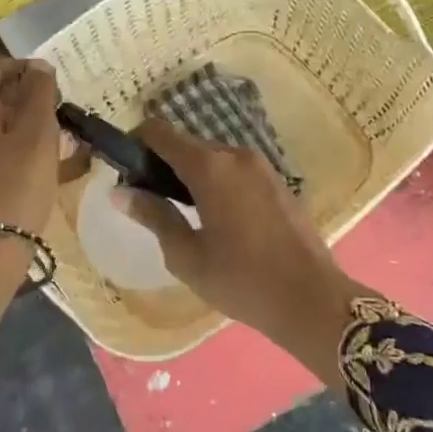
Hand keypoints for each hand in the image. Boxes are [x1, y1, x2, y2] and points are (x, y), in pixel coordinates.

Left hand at [0, 57, 59, 342]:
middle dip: (21, 99)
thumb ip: (40, 96)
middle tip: (56, 117)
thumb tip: (39, 67)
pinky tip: (28, 171)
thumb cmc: (12, 191)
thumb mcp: (37, 138)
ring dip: (15, 127)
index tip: (52, 86)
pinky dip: (2, 151)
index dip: (23, 67)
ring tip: (50, 147)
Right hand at [118, 118, 372, 386]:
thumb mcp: (187, 256)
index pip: (160, 132)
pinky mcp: (276, 181)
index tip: (125, 169)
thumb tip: (120, 192)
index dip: (136, 142)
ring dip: (192, 174)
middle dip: (163, 163)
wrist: (312, 300)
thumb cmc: (241, 280)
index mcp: (209, 166)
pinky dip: (217, 182)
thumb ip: (153, 215)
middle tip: (150, 201)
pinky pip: (235, 171)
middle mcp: (235, 154)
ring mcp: (260, 166)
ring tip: (183, 214)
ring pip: (212, 158)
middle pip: (187, 144)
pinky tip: (217, 219)